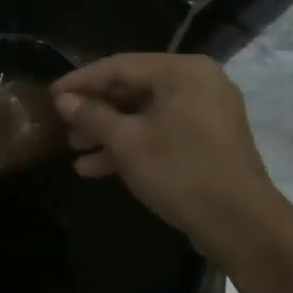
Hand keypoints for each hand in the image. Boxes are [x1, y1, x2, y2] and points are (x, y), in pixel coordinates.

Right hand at [52, 54, 291, 264]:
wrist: (242, 226)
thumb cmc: (181, 172)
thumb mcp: (127, 143)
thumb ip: (92, 116)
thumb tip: (63, 100)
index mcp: (182, 71)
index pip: (119, 66)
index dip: (80, 81)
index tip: (50, 95)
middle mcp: (196, 83)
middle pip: (132, 88)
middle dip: (94, 110)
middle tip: (62, 125)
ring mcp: (204, 113)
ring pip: (144, 113)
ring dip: (108, 131)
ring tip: (74, 148)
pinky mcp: (206, 141)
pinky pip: (160, 131)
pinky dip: (131, 145)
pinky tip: (96, 167)